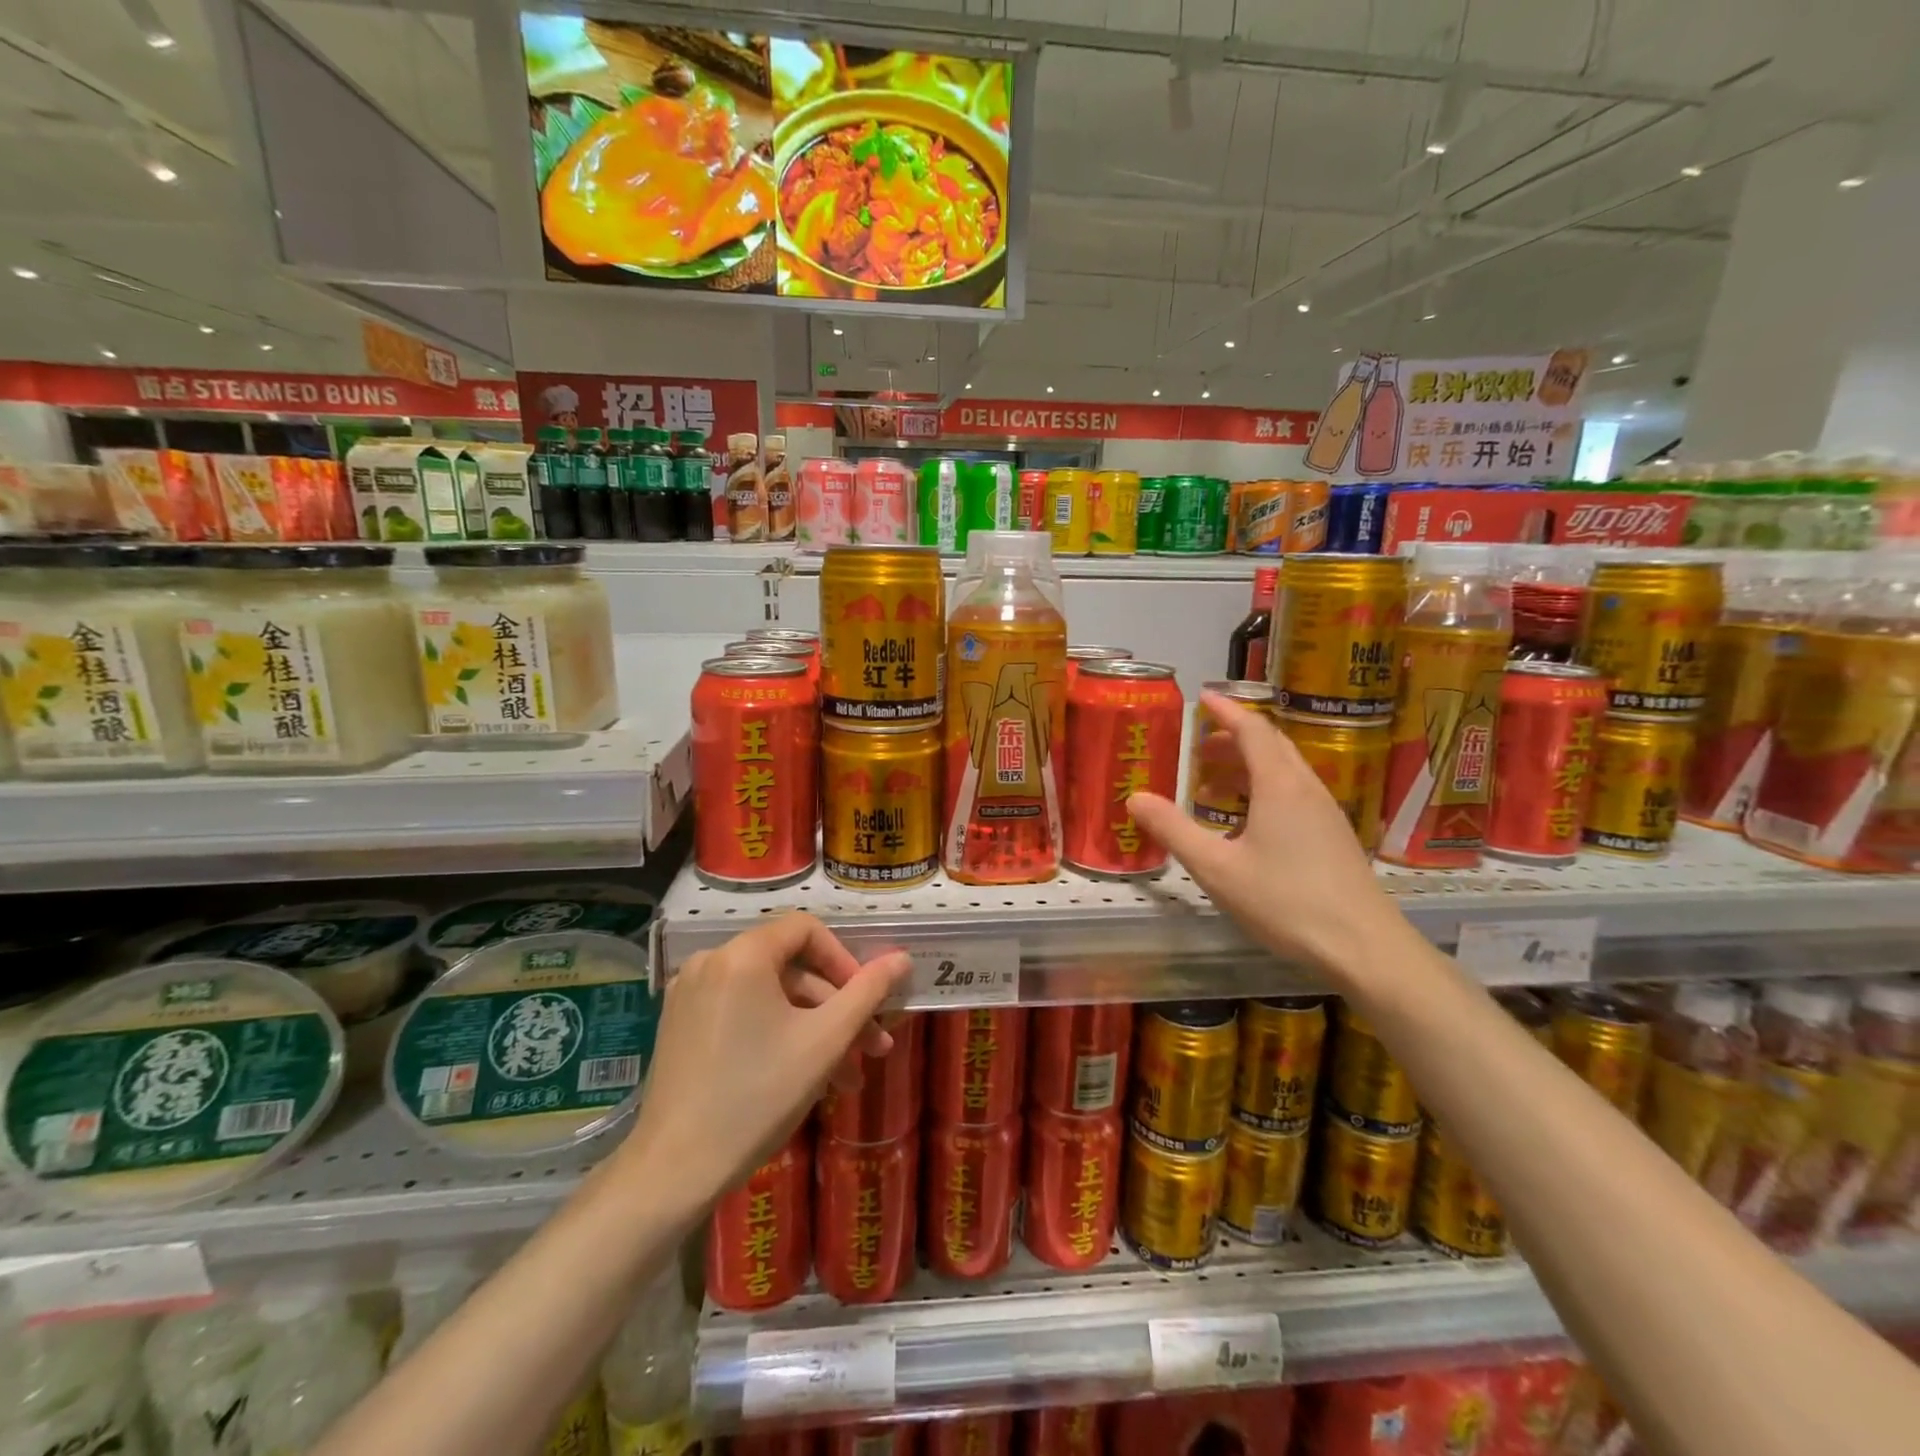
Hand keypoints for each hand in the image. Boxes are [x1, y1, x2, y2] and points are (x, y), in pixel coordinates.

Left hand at [624, 913, 910, 1200]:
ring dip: (812, 1028)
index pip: (806, 930)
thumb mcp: (825, 1041)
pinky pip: (742, 1012)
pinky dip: (777, 1033)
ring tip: (846, 1077)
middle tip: (871, 1048)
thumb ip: (868, 992)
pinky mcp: (681, 1025)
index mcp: (742, 955)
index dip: (844, 961)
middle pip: (790, 968)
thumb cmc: (758, 1096)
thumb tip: (902, 958)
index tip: (866, 1003)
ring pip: (769, 996)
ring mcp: (690, 995)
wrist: (674, 1171)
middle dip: (836, 1007)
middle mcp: (711, 962)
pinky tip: (803, 1075)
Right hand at [1128, 691, 1410, 987]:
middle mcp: (1306, 789)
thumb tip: (1135, 798)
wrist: (1364, 947)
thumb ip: (1174, 830)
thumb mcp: (1217, 868)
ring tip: (1212, 785)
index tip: (1203, 697)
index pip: (1252, 730)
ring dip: (1248, 766)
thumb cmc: (1285, 901)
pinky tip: (1246, 821)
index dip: (1226, 711)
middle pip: (1270, 746)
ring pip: (1284, 771)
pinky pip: (1294, 794)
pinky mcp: (1334, 836)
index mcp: (1279, 786)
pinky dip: (1264, 789)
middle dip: (1233, 738)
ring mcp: (1326, 812)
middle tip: (1198, 748)